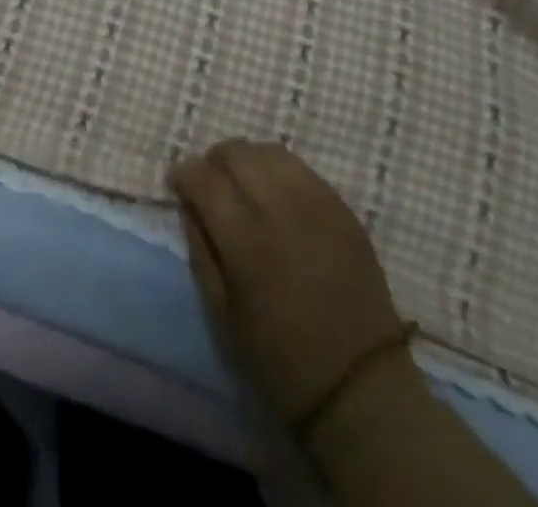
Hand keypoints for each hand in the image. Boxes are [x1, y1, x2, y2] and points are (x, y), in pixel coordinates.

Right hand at [169, 141, 419, 430]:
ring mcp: (317, 202)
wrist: (360, 386)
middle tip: (210, 185)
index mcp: (247, 241)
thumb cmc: (280, 360)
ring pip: (269, 151)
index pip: (204, 178)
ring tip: (242, 185)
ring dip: (246, 160)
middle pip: (236, 153)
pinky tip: (276, 194)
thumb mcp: (221, 315)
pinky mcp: (342, 207)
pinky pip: (301, 168)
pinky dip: (278, 170)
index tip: (177, 183)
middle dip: (213, 161)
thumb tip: (188, 204)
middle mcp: (281, 208)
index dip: (183, 173)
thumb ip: (200, 249)